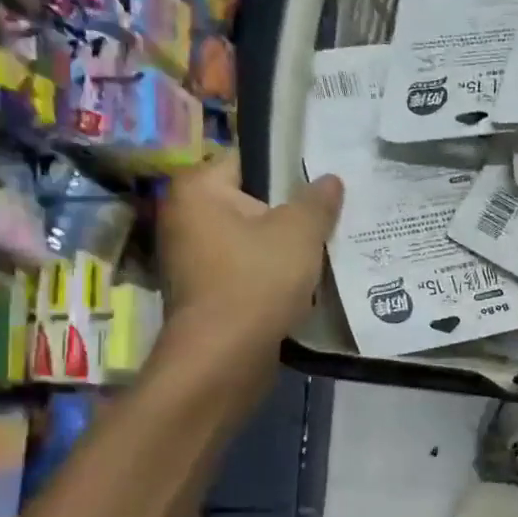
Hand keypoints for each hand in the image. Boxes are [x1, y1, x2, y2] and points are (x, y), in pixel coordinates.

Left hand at [155, 152, 343, 359]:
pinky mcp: (206, 290)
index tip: (324, 181)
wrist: (225, 356)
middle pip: (252, 201)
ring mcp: (192, 257)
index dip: (289, 168)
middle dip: (291, 210)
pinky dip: (272, 271)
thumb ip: (318, 200)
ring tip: (325, 245)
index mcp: (198, 189)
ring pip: (252, 238)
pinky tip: (306, 278)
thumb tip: (330, 179)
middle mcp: (185, 217)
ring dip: (284, 244)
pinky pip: (247, 267)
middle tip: (332, 214)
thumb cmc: (257, 280)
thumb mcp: (300, 232)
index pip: (249, 160)